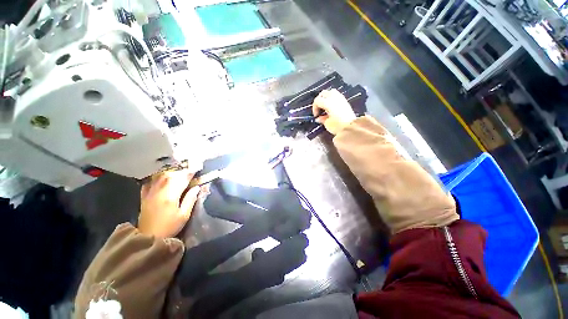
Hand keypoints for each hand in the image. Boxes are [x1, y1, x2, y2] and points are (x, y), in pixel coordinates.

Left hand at [139, 170, 200, 238]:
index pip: (182, 180)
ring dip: (170, 173)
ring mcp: (150, 193)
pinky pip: (149, 183)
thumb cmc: (170, 226)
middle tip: (188, 171)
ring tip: (177, 173)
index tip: (196, 169)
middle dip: (181, 171)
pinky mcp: (144, 197)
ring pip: (159, 177)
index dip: (190, 173)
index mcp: (171, 196)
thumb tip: (197, 187)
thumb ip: (190, 199)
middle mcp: (159, 191)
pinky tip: (160, 178)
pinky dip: (155, 178)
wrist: (148, 237)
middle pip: (170, 175)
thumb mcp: (184, 215)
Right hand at [313, 89, 355, 134]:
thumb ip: (322, 119)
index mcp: (328, 103)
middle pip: (323, 93)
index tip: (316, 116)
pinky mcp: (345, 101)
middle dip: (319, 100)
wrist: (352, 127)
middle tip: (318, 109)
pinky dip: (332, 98)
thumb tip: (318, 118)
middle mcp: (334, 97)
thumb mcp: (327, 123)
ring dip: (325, 97)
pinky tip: (331, 106)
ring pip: (330, 92)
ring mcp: (340, 98)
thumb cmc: (338, 126)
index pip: (317, 101)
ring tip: (325, 106)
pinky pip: (336, 95)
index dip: (314, 108)